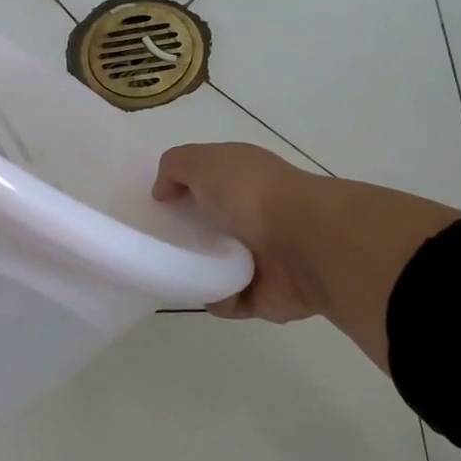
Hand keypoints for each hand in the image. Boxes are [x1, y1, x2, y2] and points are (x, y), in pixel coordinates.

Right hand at [152, 143, 460, 371]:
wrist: (306, 244)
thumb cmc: (252, 195)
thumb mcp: (204, 161)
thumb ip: (174, 167)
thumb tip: (163, 192)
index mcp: (243, 180)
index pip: (206, 183)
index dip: (179, 191)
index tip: (154, 206)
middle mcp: (253, 215)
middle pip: (207, 227)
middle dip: (182, 235)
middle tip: (154, 243)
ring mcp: (261, 257)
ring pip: (215, 266)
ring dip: (195, 272)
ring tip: (170, 272)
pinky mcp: (264, 294)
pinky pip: (227, 300)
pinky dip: (215, 298)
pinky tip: (203, 292)